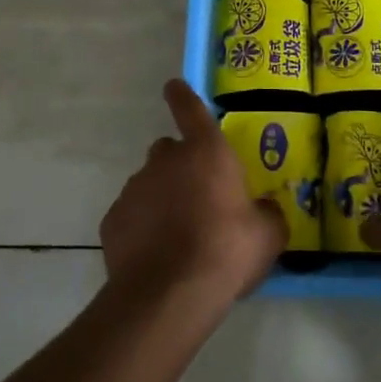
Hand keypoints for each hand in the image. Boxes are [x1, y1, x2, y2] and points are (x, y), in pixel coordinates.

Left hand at [100, 80, 286, 308]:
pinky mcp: (112, 220)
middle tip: (199, 196)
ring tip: (179, 234)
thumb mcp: (267, 234)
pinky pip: (132, 215)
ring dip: (163, 198)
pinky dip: (143, 226)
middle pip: (170, 150)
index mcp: (206, 152)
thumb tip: (263, 209)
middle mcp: (166, 160)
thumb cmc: (226, 251)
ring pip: (150, 183)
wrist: (168, 295)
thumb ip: (267, 213)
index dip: (182, 96)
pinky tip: (156, 254)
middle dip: (182, 165)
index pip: (190, 109)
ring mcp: (134, 189)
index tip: (173, 86)